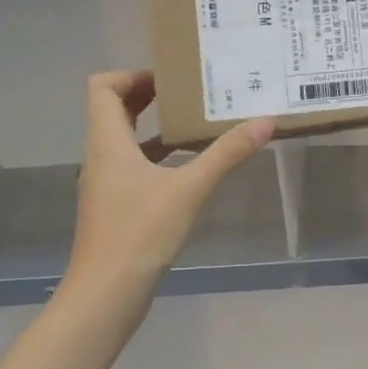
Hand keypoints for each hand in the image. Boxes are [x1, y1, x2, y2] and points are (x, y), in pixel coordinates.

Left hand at [61, 70, 272, 294]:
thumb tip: (265, 121)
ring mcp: (107, 183)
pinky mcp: (117, 206)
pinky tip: (191, 167)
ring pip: (126, 139)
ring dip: (156, 127)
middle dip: (150, 95)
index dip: (132, 74)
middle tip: (192, 94)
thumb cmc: (140, 233)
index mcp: (108, 142)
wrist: (107, 293)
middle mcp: (102, 156)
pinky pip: (135, 166)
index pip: (102, 86)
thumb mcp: (190, 189)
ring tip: (197, 124)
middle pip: (114, 109)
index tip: (171, 79)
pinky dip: (159, 157)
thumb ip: (227, 154)